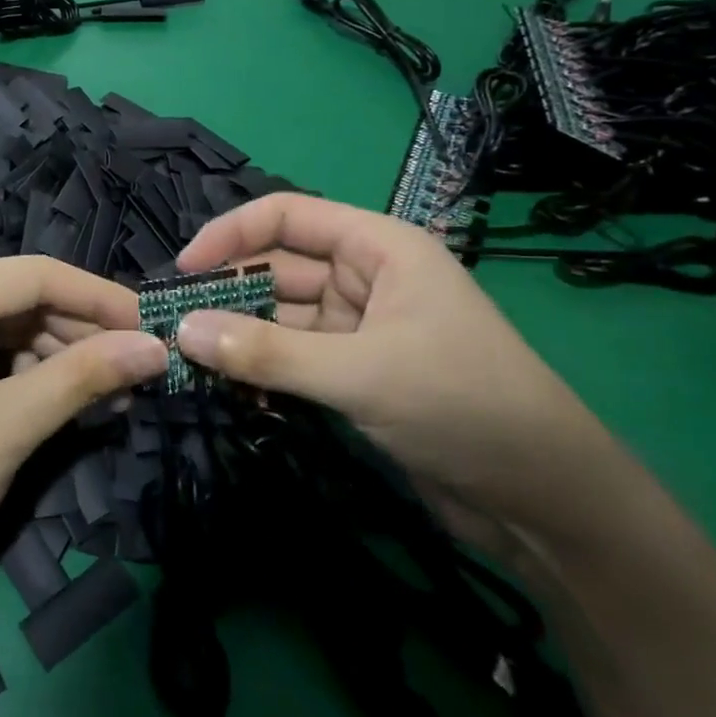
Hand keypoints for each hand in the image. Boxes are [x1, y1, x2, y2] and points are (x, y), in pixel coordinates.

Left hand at [0, 257, 167, 603]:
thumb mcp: (9, 427)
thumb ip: (84, 377)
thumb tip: (156, 347)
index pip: (36, 275)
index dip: (102, 298)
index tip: (156, 326)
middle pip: (21, 301)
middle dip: (82, 334)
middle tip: (140, 370)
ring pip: (7, 330)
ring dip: (59, 358)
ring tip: (112, 395)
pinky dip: (27, 376)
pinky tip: (64, 401)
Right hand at [171, 194, 630, 561]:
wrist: (544, 500)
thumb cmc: (462, 405)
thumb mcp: (359, 373)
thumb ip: (267, 352)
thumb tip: (181, 331)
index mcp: (378, 248)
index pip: (287, 216)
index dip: (230, 235)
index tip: (182, 270)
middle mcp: (364, 278)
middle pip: (276, 269)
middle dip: (226, 294)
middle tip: (171, 326)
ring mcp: (357, 328)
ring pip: (278, 318)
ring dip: (238, 338)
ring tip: (188, 362)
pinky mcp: (353, 374)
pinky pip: (290, 358)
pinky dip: (261, 371)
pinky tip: (232, 392)